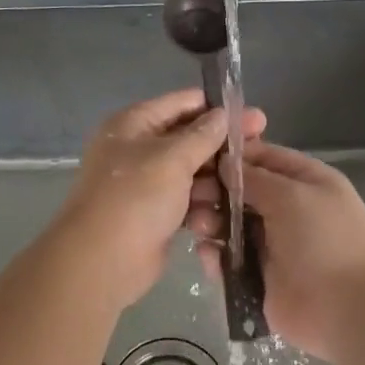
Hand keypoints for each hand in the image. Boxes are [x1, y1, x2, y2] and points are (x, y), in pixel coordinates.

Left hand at [55, 91, 265, 309]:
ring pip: (192, 172)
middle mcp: (139, 148)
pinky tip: (230, 210)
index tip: (254, 116)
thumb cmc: (135, 198)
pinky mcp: (157, 213)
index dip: (217, 107)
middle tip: (261, 148)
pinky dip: (205, 204)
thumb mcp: (172, 158)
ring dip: (217, 178)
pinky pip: (188, 200)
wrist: (102, 261)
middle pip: (189, 138)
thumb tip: (223, 114)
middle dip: (223, 145)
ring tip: (249, 184)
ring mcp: (147, 183)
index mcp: (134, 124)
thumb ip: (202, 135)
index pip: (181, 103)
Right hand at [205, 141, 364, 359]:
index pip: (262, 158)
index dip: (231, 157)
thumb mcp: (293, 195)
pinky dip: (215, 257)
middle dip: (214, 191)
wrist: (351, 310)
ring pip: (230, 226)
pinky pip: (230, 261)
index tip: (197, 158)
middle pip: (241, 192)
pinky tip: (207, 255)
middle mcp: (287, 209)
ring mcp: (272, 245)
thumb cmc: (326, 240)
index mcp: (304, 182)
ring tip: (199, 228)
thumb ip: (255, 178)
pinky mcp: (259, 279)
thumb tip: (226, 163)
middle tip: (190, 197)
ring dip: (211, 223)